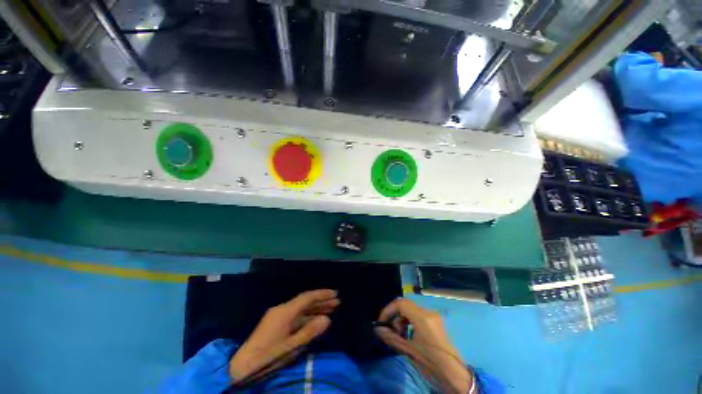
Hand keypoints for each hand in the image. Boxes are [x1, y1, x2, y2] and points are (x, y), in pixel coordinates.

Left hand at [229, 289, 339, 383]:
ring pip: (301, 308)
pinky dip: (307, 316)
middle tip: (337, 301)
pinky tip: (315, 319)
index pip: (307, 297)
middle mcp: (282, 309)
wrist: (242, 367)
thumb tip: (327, 319)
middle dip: (321, 300)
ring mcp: (278, 316)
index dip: (322, 294)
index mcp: (285, 311)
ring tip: (331, 309)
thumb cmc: (268, 356)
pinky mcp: (276, 323)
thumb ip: (310, 331)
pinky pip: (295, 315)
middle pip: (305, 301)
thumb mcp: (291, 346)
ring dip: (315, 308)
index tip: (335, 293)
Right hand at [374, 298, 472, 393]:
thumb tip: (377, 329)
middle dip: (395, 316)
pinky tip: (408, 335)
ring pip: (411, 311)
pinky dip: (409, 322)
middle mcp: (428, 312)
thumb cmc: (430, 362)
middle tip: (391, 331)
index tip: (382, 321)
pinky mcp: (435, 322)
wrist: (454, 374)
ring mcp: (433, 316)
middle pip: (406, 306)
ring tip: (400, 335)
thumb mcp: (409, 350)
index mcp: (422, 317)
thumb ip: (391, 337)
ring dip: (402, 320)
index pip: (400, 303)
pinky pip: (418, 316)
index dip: (388, 310)